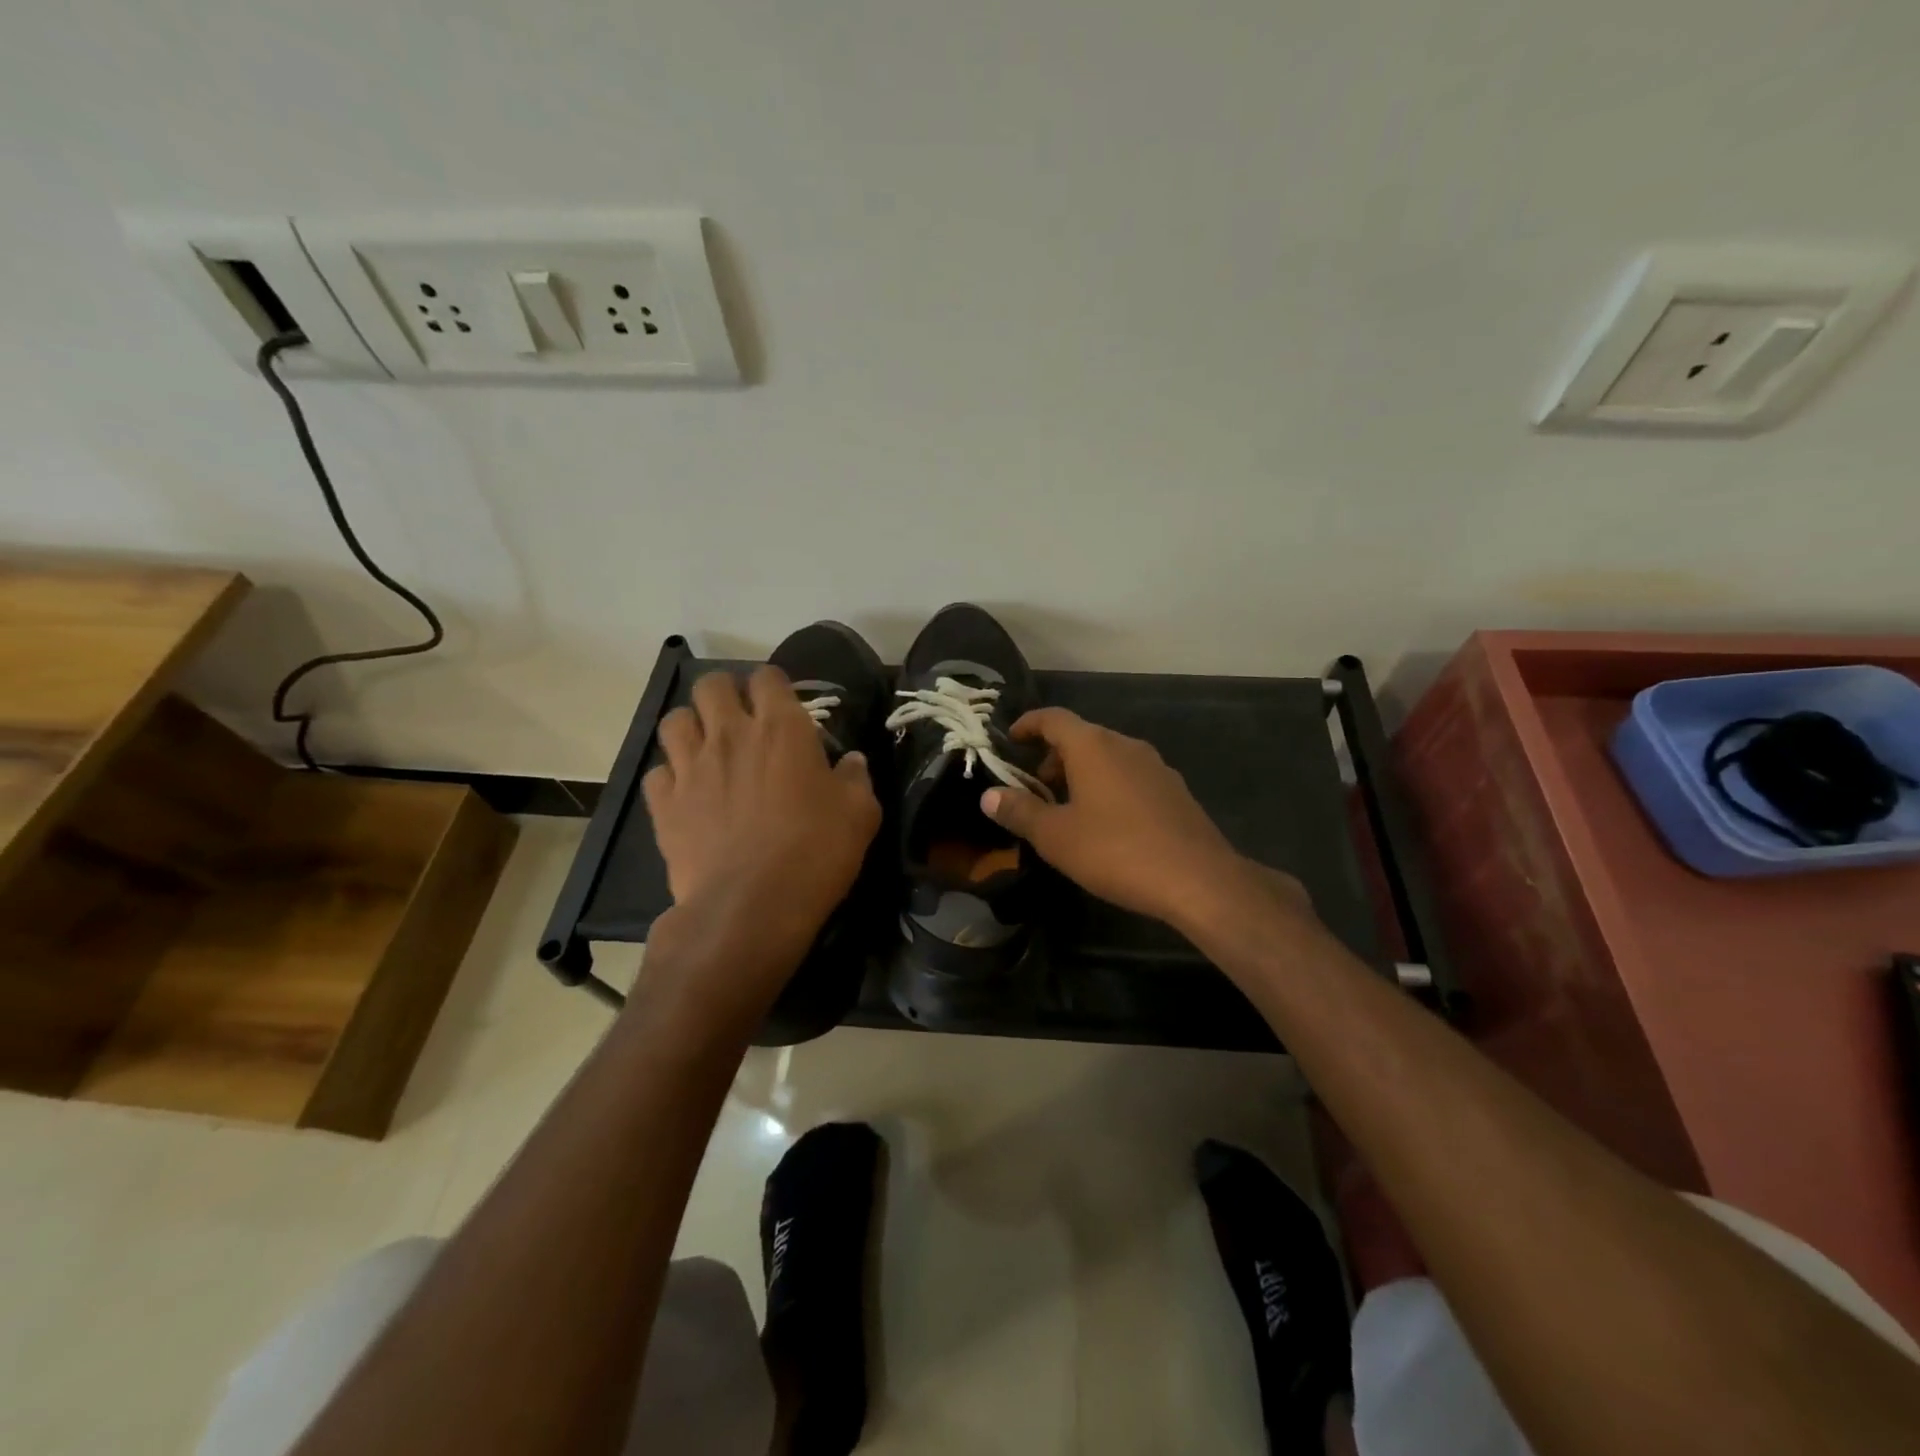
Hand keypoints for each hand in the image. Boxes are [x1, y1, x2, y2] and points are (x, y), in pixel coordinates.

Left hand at [642, 667, 879, 1000]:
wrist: (751, 907)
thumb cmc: (815, 852)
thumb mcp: (860, 814)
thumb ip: (856, 779)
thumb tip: (852, 762)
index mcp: (781, 728)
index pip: (767, 677)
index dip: (773, 684)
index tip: (782, 704)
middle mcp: (730, 734)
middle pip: (711, 685)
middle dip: (725, 693)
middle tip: (741, 719)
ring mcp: (690, 767)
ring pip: (675, 720)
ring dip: (692, 727)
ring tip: (707, 748)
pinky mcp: (664, 803)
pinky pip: (657, 772)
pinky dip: (670, 776)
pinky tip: (687, 793)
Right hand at [980, 707, 1309, 931]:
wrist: (1198, 880)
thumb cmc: (1116, 851)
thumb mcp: (1056, 836)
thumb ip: (1020, 811)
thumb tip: (989, 795)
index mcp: (1093, 746)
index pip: (1053, 718)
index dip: (1027, 724)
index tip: (1010, 738)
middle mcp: (1126, 745)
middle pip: (1081, 737)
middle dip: (1052, 758)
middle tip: (1034, 788)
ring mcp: (1155, 766)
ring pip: (1107, 758)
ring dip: (1081, 774)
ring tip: (1066, 809)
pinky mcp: (1174, 791)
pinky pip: (1130, 777)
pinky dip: (1108, 787)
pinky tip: (1105, 824)